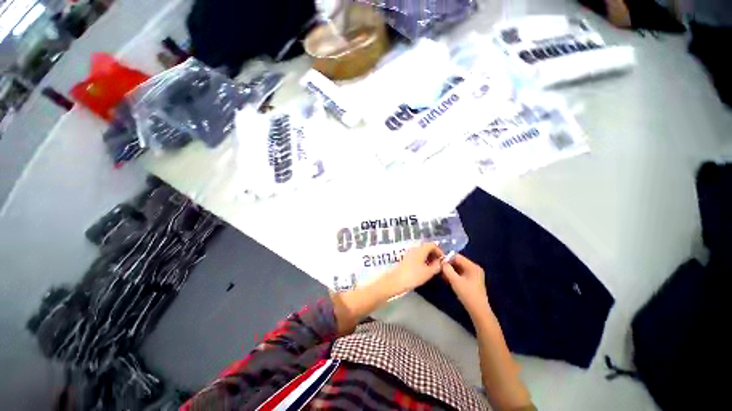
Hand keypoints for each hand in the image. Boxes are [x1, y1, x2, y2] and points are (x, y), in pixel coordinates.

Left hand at [386, 243, 443, 295]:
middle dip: (435, 255)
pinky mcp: (407, 259)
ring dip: (429, 258)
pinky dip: (423, 261)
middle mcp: (415, 249)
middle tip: (439, 266)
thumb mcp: (428, 272)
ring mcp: (410, 254)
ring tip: (433, 269)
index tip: (443, 261)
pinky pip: (417, 257)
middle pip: (427, 248)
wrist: (396, 281)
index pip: (432, 245)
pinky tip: (425, 270)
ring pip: (422, 253)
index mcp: (421, 249)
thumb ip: (437, 266)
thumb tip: (441, 262)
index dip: (440, 251)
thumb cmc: (413, 275)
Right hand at [441, 254, 490, 315]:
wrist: (478, 311)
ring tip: (441, 275)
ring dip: (450, 271)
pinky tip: (447, 279)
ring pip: (458, 268)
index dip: (447, 258)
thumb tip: (441, 262)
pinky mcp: (472, 281)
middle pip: (458, 262)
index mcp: (472, 266)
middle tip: (439, 269)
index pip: (457, 256)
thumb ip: (447, 269)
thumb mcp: (455, 280)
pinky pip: (461, 274)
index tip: (438, 263)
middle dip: (448, 265)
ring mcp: (474, 275)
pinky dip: (454, 275)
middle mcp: (474, 268)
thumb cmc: (467, 294)